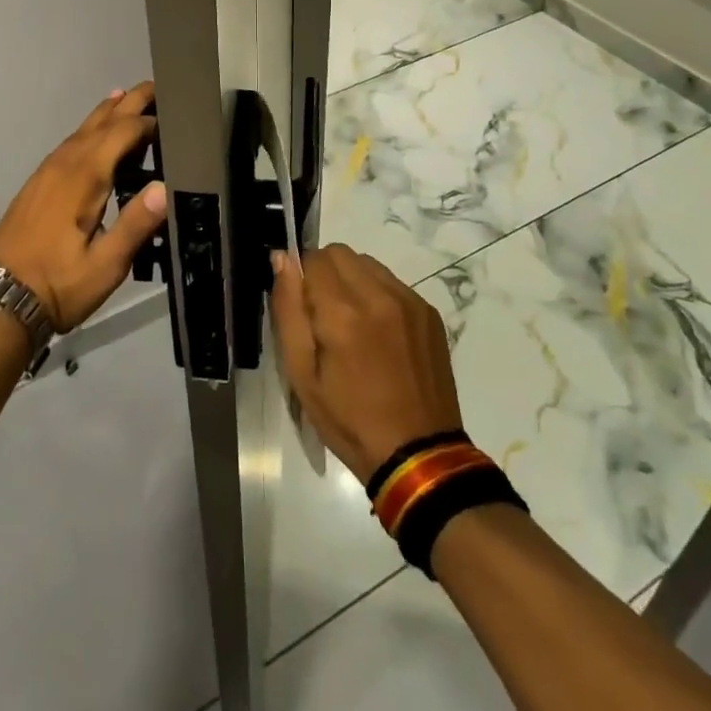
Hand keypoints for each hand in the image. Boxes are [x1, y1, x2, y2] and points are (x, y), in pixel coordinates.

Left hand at [0, 82, 165, 331]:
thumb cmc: (57, 285)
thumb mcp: (105, 265)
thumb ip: (136, 225)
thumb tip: (166, 186)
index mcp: (84, 176)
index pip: (123, 132)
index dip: (149, 123)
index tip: (176, 121)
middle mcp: (65, 164)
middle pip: (101, 121)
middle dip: (129, 102)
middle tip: (156, 86)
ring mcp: (47, 171)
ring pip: (82, 129)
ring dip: (108, 112)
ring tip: (128, 97)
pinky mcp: (37, 183)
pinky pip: (69, 143)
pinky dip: (89, 130)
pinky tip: (92, 136)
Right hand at [271, 243, 464, 482]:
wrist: (419, 457)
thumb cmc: (349, 421)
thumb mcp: (302, 375)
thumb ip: (288, 309)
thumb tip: (282, 259)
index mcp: (342, 313)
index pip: (312, 258)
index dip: (301, 279)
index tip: (304, 310)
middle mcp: (379, 295)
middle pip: (340, 253)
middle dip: (325, 275)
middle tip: (326, 318)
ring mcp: (409, 301)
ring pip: (367, 264)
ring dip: (353, 282)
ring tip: (355, 327)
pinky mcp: (429, 312)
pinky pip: (393, 283)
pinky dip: (379, 296)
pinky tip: (381, 336)